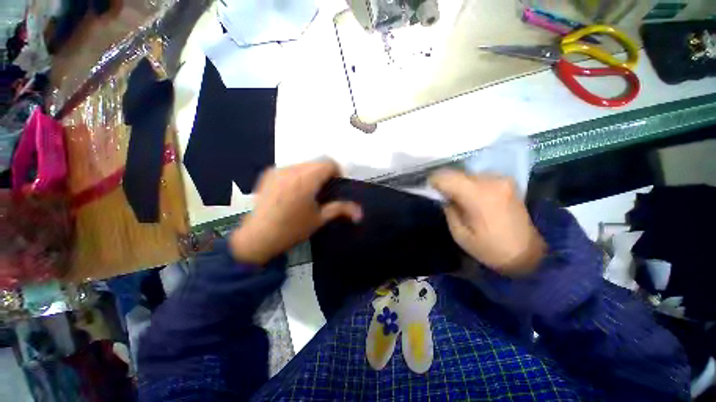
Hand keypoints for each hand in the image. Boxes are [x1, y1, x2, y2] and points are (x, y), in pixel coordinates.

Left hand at [230, 161, 362, 264]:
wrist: (257, 237)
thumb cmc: (291, 229)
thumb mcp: (319, 219)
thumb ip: (340, 209)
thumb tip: (360, 212)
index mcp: (306, 179)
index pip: (328, 162)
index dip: (337, 170)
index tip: (337, 183)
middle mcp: (291, 169)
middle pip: (316, 162)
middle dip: (325, 172)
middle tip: (325, 190)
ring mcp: (277, 170)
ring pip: (303, 164)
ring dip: (311, 173)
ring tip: (309, 192)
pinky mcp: (268, 174)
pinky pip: (289, 168)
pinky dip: (298, 175)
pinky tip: (293, 192)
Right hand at [429, 171, 545, 275]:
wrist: (527, 254)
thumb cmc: (490, 248)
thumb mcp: (460, 234)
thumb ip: (449, 210)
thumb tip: (444, 196)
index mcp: (478, 196)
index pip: (446, 177)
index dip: (433, 181)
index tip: (429, 189)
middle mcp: (491, 181)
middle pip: (457, 173)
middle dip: (446, 183)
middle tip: (443, 196)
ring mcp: (502, 179)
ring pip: (468, 174)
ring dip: (459, 183)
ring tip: (459, 199)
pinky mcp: (508, 181)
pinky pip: (480, 177)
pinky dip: (471, 184)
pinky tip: (473, 198)